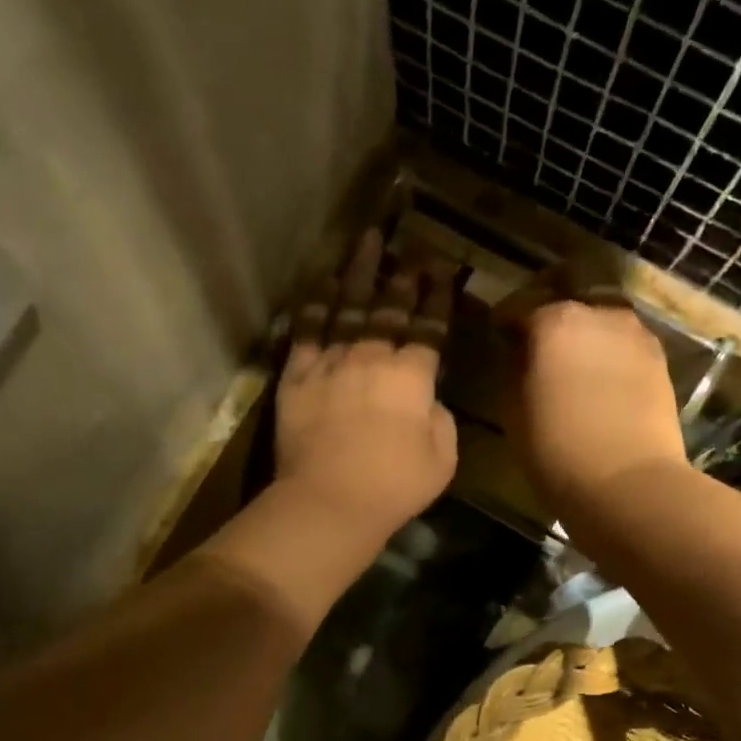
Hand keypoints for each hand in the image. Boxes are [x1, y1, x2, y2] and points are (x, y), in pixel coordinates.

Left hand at [274, 229, 457, 548]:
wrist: (329, 500)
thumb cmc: (394, 485)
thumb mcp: (442, 458)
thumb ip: (440, 420)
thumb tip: (427, 400)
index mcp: (412, 377)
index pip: (429, 327)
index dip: (438, 296)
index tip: (444, 268)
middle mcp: (372, 357)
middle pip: (390, 307)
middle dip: (404, 274)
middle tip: (413, 245)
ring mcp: (331, 362)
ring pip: (347, 306)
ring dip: (360, 272)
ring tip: (367, 240)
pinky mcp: (296, 376)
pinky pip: (307, 329)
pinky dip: (317, 303)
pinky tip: (325, 282)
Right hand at [501, 260, 687, 526]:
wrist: (628, 483)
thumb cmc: (556, 449)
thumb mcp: (513, 409)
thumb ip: (513, 367)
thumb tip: (518, 349)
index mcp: (554, 320)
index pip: (519, 305)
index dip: (504, 320)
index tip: (497, 334)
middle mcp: (598, 313)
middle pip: (567, 301)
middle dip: (549, 315)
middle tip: (536, 341)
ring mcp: (635, 334)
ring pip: (601, 318)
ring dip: (584, 332)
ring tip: (572, 361)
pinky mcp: (660, 359)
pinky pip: (624, 343)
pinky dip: (608, 351)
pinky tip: (599, 378)